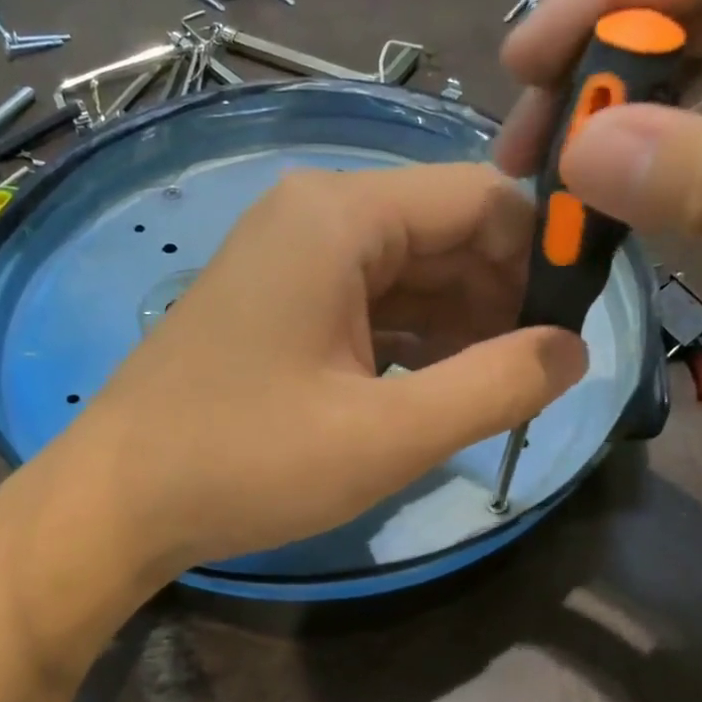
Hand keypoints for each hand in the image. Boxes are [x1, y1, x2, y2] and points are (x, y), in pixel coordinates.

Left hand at [54, 164, 586, 576]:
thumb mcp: (387, 435)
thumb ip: (495, 386)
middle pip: (444, 233)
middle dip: (502, 297)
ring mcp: (289, 259)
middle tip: (544, 372)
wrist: (118, 502)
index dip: (544, 254)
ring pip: (409, 273)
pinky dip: (411, 341)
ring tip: (499, 389)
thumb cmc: (247, 463)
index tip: (582, 322)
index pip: (481, 200)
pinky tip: (436, 387)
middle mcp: (314, 216)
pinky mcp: (276, 303)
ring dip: (460, 325)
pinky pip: (368, 303)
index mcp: (340, 216)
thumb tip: (573, 351)